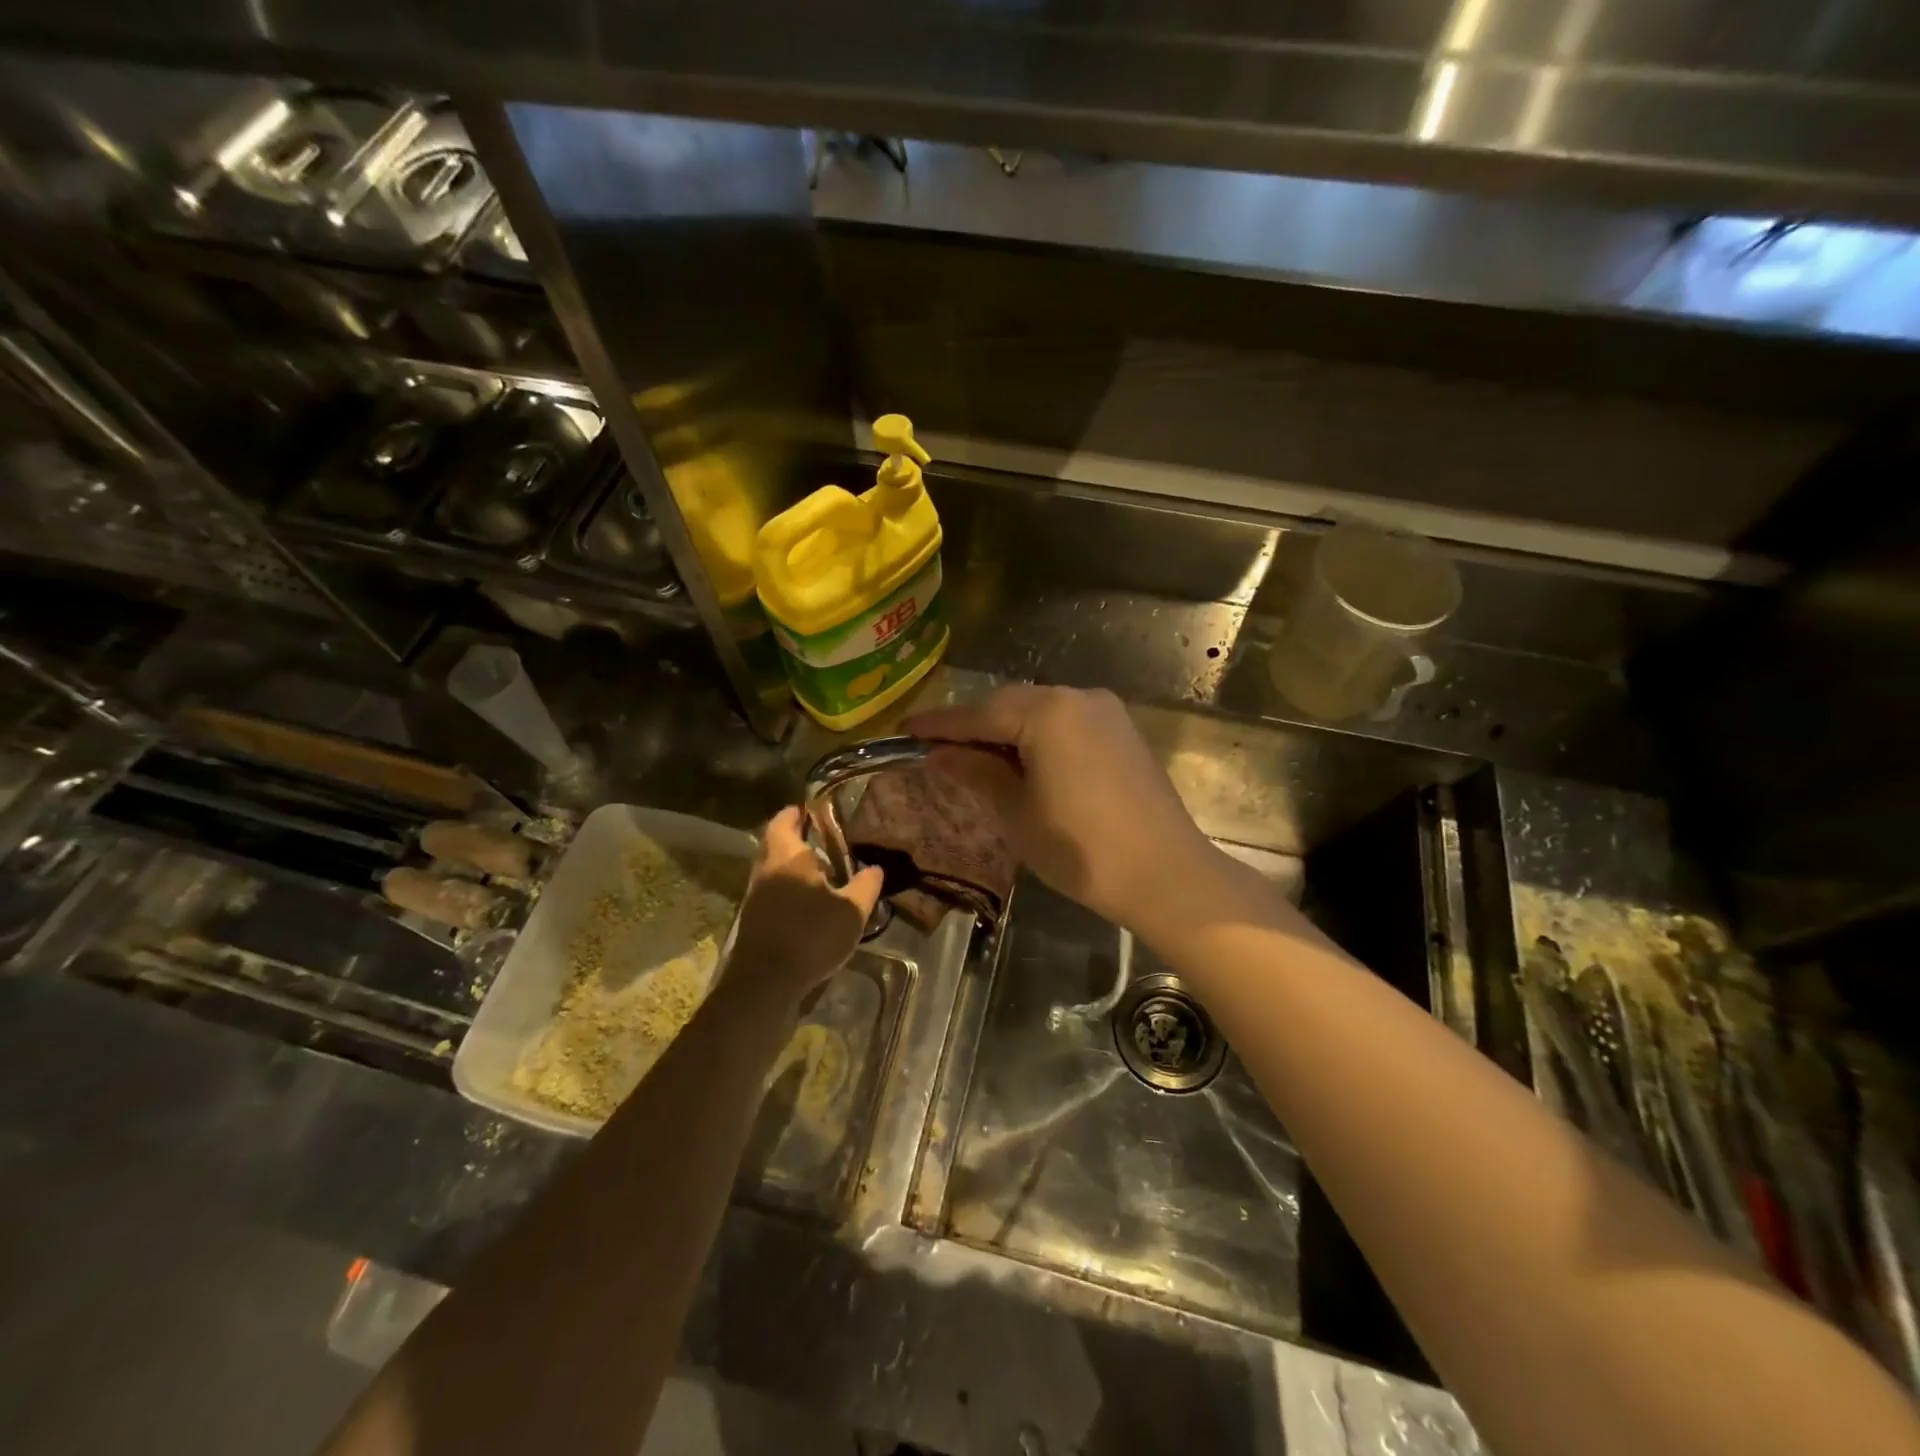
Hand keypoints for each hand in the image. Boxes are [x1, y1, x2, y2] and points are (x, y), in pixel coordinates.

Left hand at [724, 807, 883, 1001]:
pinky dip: (787, 888)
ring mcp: (755, 896)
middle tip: (823, 840)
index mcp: (788, 857)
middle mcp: (766, 870)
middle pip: (775, 843)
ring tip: (821, 871)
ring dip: (791, 866)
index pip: (784, 820)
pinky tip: (808, 902)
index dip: (797, 813)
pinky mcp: (753, 920)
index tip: (814, 810)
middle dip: (795, 838)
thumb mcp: (851, 911)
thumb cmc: (810, 936)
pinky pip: (771, 891)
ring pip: (772, 868)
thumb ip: (865, 886)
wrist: (766, 983)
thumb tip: (876, 868)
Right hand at [907, 685, 1211, 931]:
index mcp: (1048, 712)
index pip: (979, 713)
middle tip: (937, 748)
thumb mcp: (1017, 812)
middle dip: (973, 726)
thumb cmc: (1081, 849)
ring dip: (1005, 731)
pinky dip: (1038, 737)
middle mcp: (1078, 697)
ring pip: (1040, 712)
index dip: (940, 724)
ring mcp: (1106, 712)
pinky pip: (1066, 723)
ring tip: (974, 758)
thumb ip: (977, 772)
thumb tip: (941, 754)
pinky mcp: (1122, 732)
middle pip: (1010, 705)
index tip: (905, 729)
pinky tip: (1022, 761)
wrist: (1166, 874)